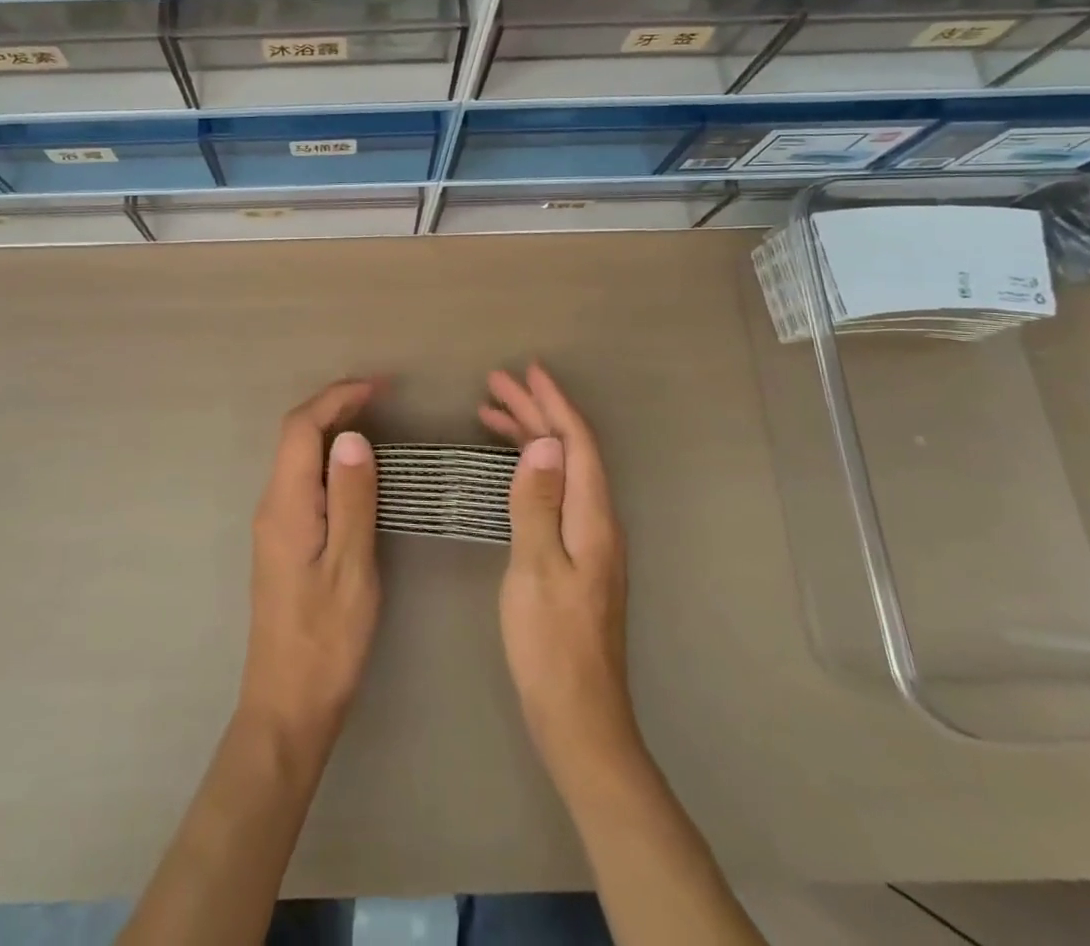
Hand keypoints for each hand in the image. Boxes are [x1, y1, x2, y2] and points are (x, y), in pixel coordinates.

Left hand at [237, 378, 381, 750]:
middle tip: (382, 397)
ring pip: (297, 457)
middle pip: (295, 436)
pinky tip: (355, 468)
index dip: (336, 399)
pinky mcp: (283, 541)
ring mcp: (274, 524)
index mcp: (285, 505)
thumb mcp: (351, 567)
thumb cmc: (327, 640)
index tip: (379, 387)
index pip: (301, 429)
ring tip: (375, 420)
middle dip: (334, 406)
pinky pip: (302, 479)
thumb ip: (351, 499)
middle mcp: (271, 505)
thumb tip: (351, 437)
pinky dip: (328, 458)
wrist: (288, 705)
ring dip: (331, 430)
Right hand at [480, 363, 640, 792]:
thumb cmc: (551, 642)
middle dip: (536, 412)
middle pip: (569, 452)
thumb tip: (543, 444)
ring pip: (561, 470)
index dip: (553, 404)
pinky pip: (555, 492)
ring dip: (531, 437)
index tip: (527, 371)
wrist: (579, 717)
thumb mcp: (535, 567)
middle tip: (496, 385)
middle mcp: (598, 521)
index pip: (577, 444)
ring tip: (491, 414)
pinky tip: (509, 468)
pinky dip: (530, 468)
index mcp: (593, 518)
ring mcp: (589, 540)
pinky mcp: (577, 556)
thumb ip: (538, 503)